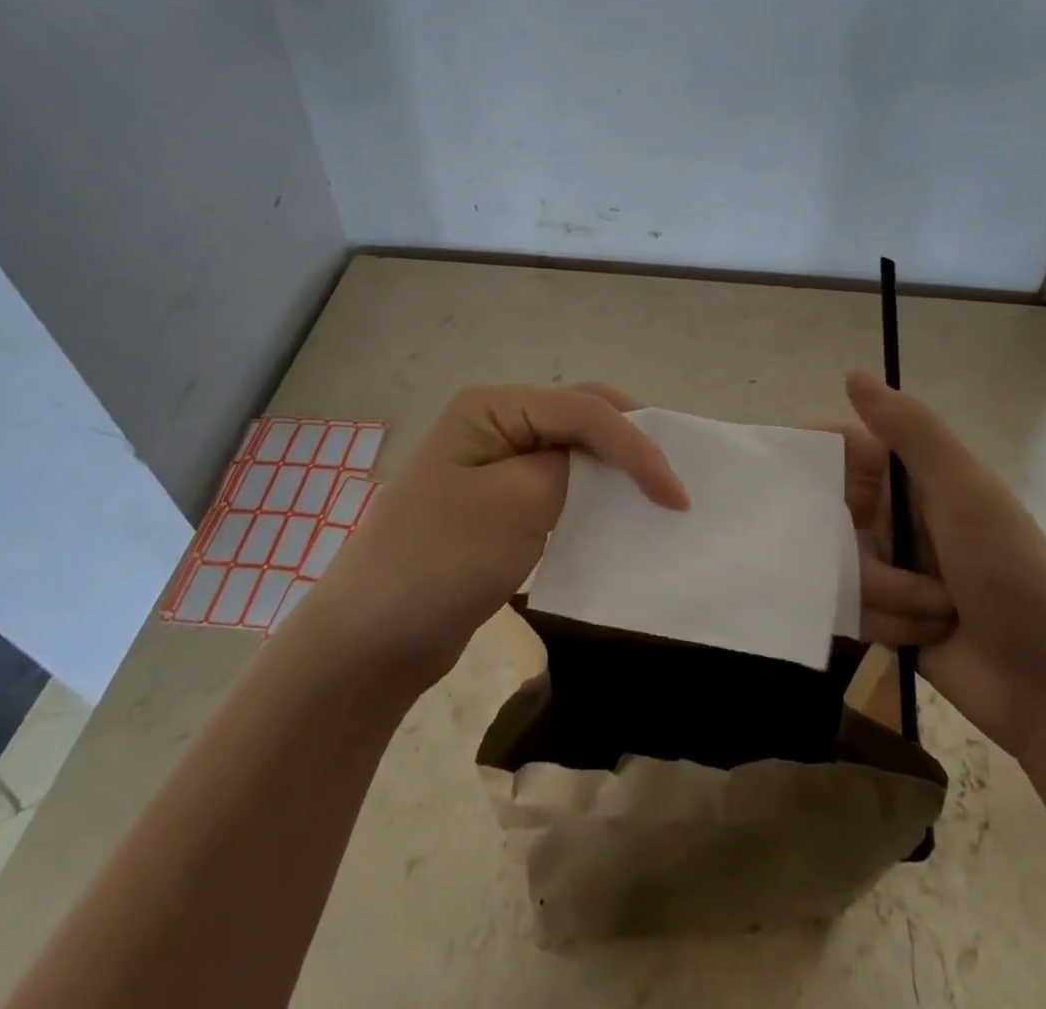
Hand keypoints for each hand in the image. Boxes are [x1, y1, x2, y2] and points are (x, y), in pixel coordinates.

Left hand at [302, 383, 686, 690]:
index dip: (636, 445)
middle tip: (672, 476)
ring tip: (654, 490)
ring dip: (613, 465)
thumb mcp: (518, 506)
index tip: (675, 495)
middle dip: (629, 439)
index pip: (582, 410)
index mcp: (492, 405)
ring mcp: (492, 460)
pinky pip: (554, 482)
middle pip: (578, 415)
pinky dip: (589, 492)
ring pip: (570, 447)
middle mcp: (493, 420)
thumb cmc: (440, 562)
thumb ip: (570, 468)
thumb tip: (594, 464)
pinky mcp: (496, 500)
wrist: (370, 640)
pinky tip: (612, 512)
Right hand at [844, 370, 1045, 758]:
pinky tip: (922, 637)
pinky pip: (847, 606)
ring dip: (883, 591)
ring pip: (836, 564)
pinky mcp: (880, 616)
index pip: (843, 450)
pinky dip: (884, 622)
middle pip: (831, 513)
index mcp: (916, 476)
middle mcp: (895, 515)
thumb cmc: (1010, 574)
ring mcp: (887, 567)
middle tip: (890, 566)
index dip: (814, 461)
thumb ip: (909, 431)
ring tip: (932, 609)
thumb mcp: (964, 492)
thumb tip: (851, 373)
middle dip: (859, 548)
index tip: (784, 481)